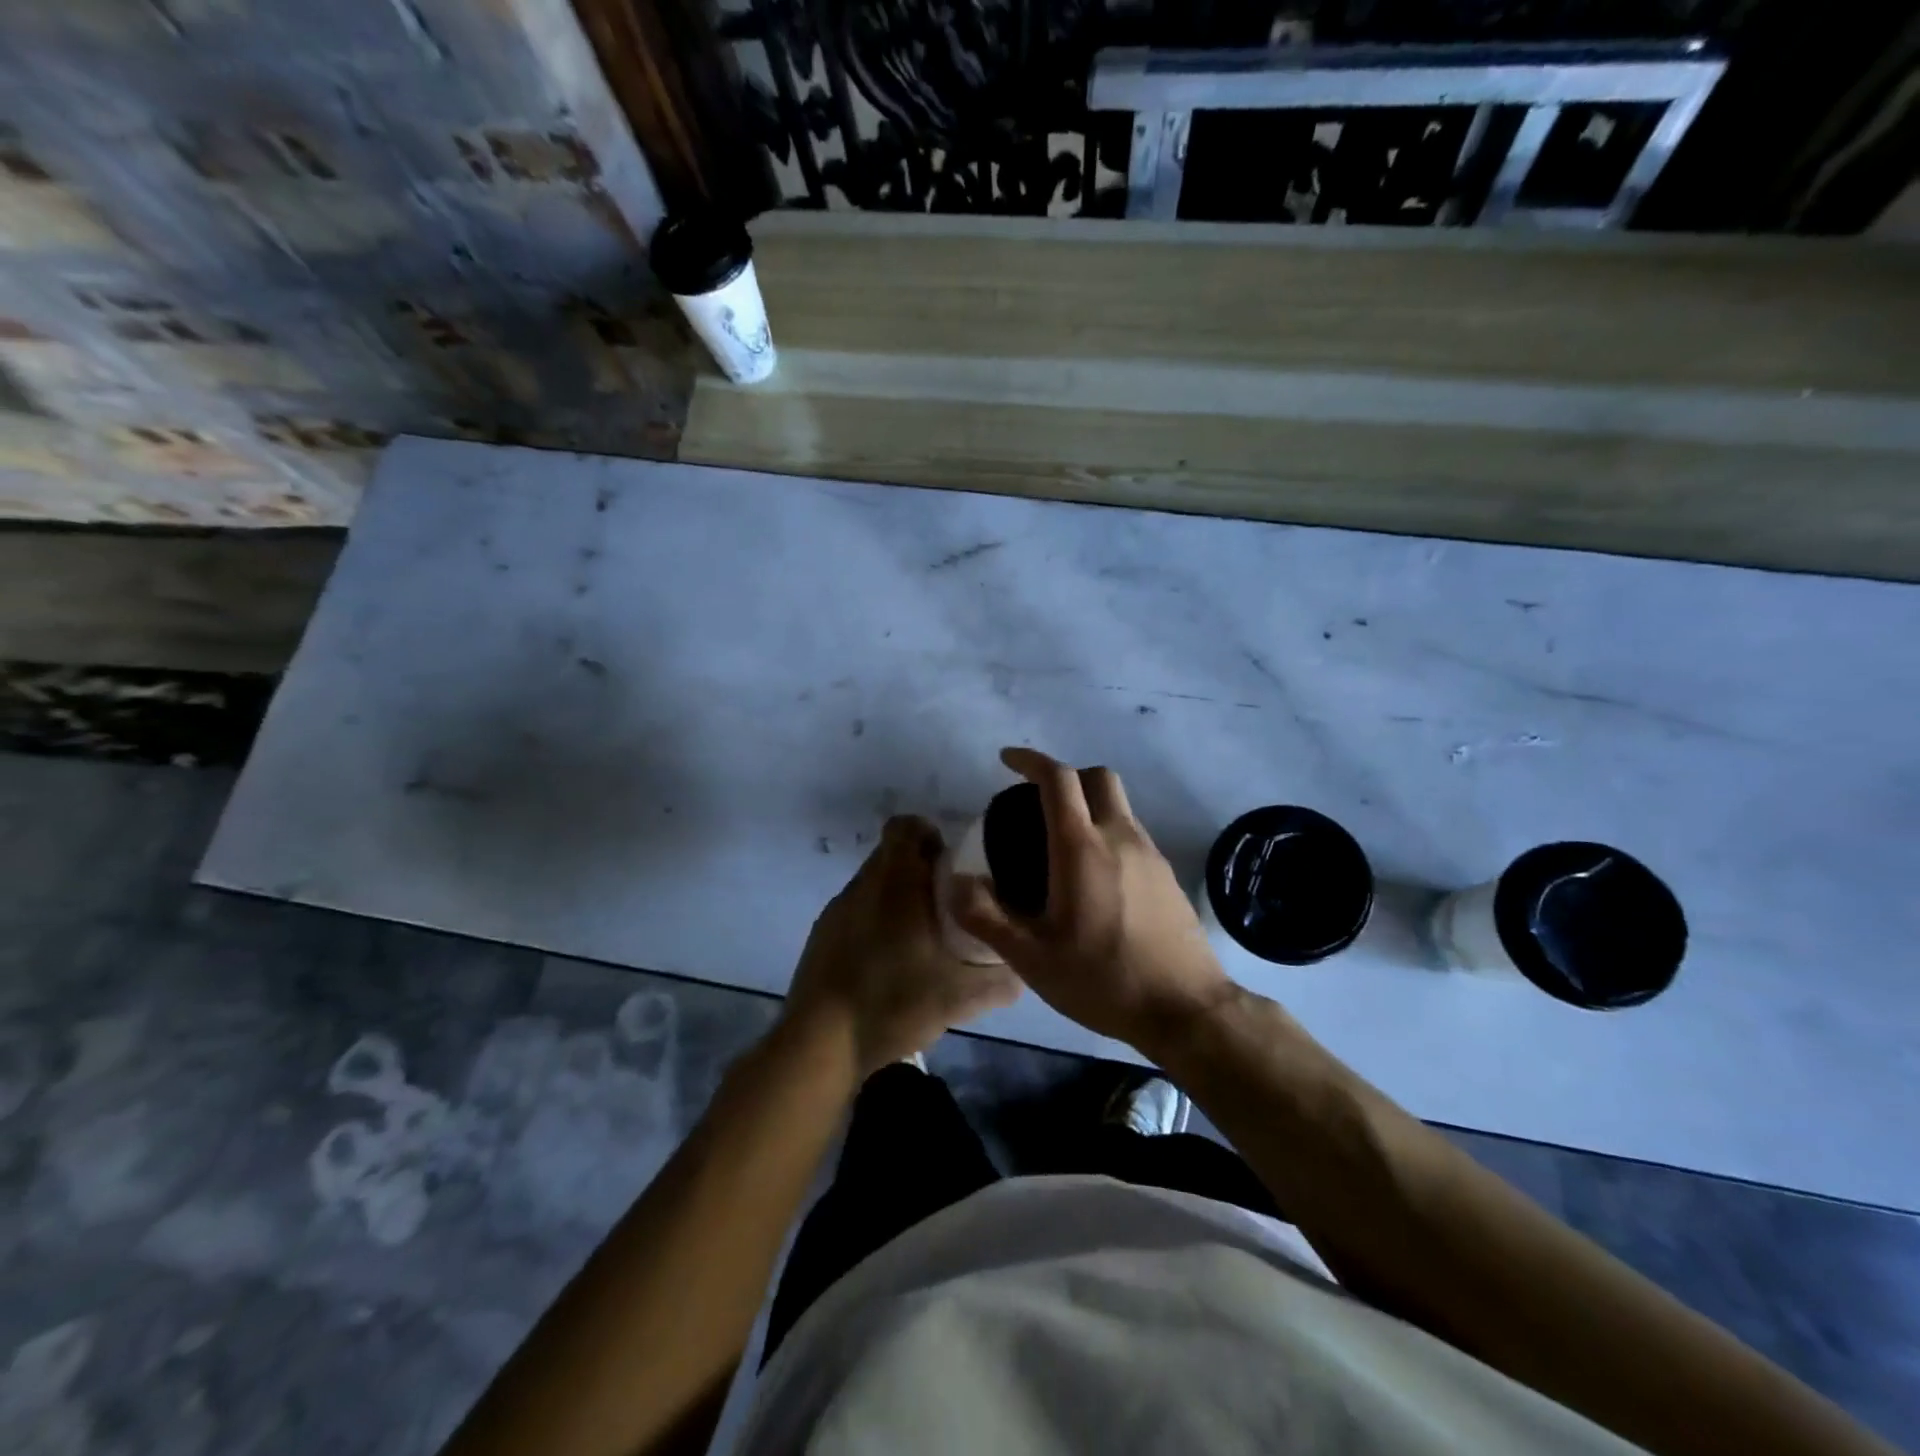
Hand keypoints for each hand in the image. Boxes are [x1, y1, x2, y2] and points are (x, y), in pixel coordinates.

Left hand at [785, 815, 1021, 1075]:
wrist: (819, 1044)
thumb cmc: (892, 1002)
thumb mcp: (958, 998)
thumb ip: (998, 981)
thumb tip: (1020, 972)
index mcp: (894, 883)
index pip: (905, 826)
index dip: (930, 835)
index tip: (952, 864)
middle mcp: (863, 885)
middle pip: (892, 855)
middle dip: (921, 870)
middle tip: (949, 904)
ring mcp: (837, 910)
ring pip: (874, 884)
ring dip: (898, 898)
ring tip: (922, 936)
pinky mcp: (823, 935)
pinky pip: (857, 910)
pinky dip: (877, 921)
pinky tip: (891, 961)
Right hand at [953, 748, 1234, 1052]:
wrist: (1186, 1009)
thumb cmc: (1103, 980)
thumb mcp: (1031, 959)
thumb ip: (986, 918)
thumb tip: (957, 883)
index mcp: (1082, 848)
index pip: (1058, 779)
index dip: (1030, 760)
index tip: (1007, 760)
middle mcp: (1120, 837)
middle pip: (1098, 777)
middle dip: (1065, 775)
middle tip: (1037, 801)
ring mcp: (1150, 854)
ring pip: (1119, 805)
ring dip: (1088, 805)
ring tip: (1060, 846)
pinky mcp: (1167, 875)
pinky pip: (1132, 833)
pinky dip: (1107, 833)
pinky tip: (1094, 879)